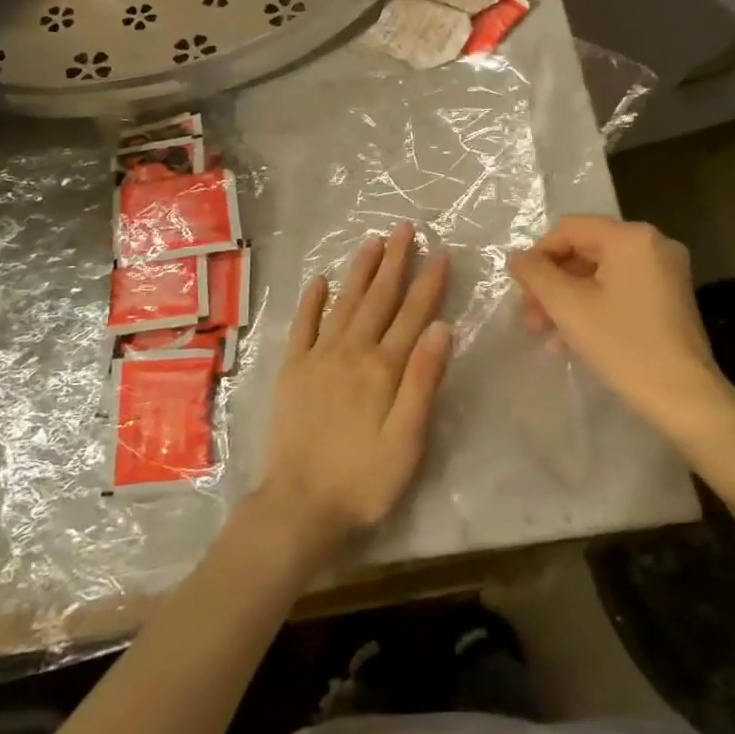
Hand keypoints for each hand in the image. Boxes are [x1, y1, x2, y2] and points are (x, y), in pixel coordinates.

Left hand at [256, 222, 451, 556]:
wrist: (299, 505)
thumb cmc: (364, 479)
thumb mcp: (408, 440)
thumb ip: (424, 381)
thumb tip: (442, 327)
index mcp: (384, 368)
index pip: (413, 314)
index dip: (428, 282)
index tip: (440, 252)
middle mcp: (352, 351)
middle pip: (379, 298)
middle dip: (395, 261)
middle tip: (405, 228)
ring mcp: (318, 357)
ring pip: (345, 302)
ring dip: (360, 270)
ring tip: (372, 241)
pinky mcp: (292, 369)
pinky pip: (303, 325)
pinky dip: (312, 300)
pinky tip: (321, 280)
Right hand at [510, 216, 733, 442]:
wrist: (686, 399)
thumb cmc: (624, 346)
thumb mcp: (569, 307)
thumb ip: (536, 274)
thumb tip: (517, 256)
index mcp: (631, 237)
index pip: (569, 229)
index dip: (538, 255)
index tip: (521, 290)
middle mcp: (652, 244)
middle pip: (585, 251)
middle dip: (552, 283)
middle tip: (529, 317)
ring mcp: (665, 271)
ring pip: (600, 273)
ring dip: (568, 299)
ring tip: (545, 333)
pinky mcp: (669, 298)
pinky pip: (620, 289)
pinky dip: (593, 306)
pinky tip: (572, 339)